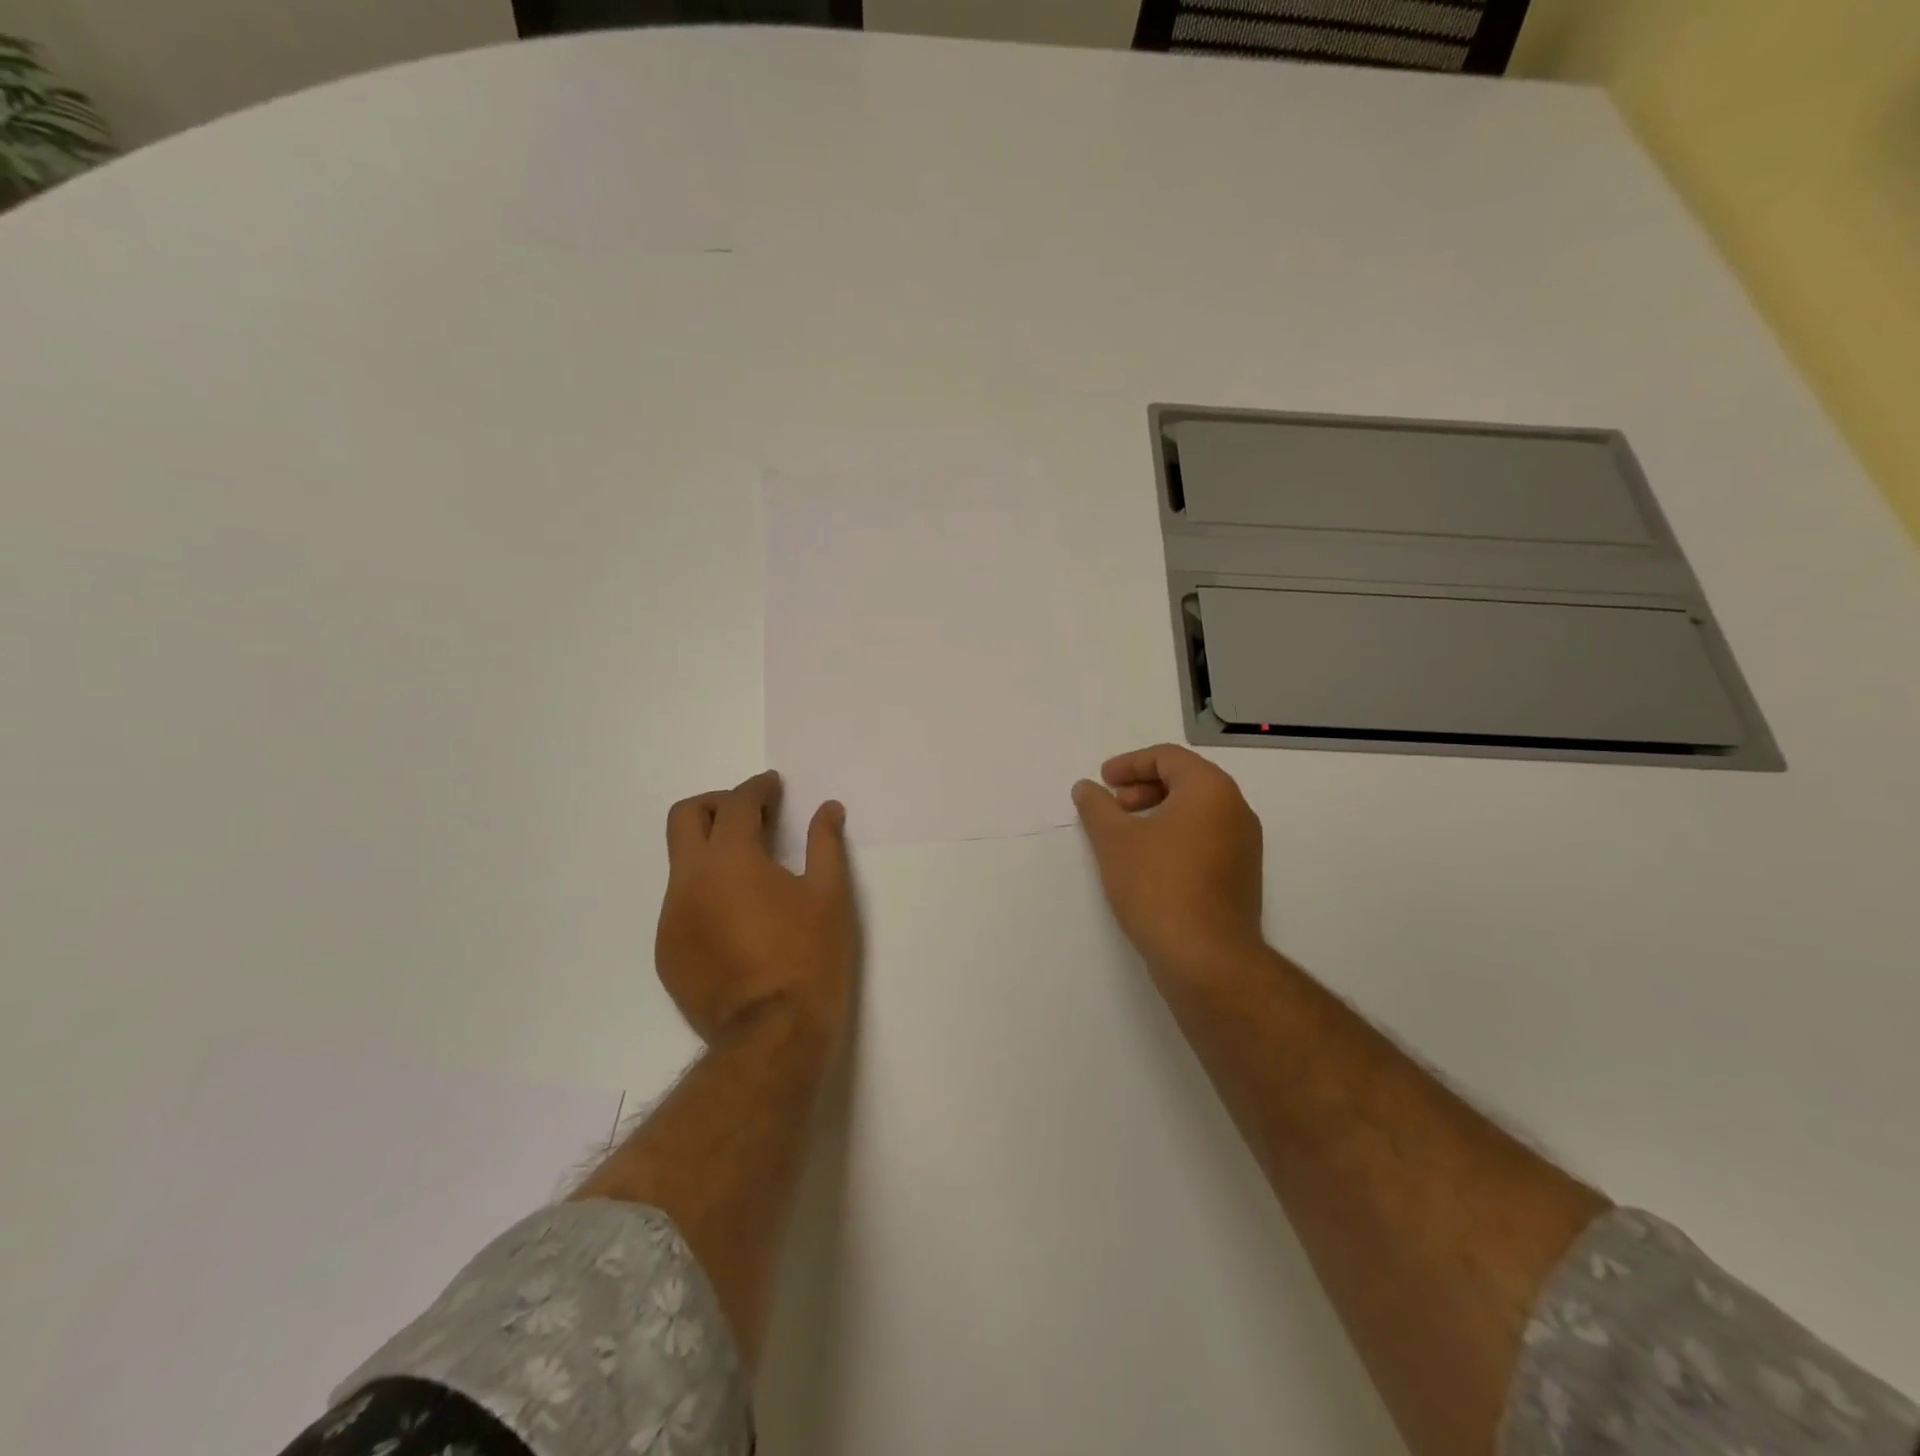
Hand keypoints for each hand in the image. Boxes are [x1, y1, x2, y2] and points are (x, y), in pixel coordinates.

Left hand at [658, 771, 857, 1049]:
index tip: (774, 787)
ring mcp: (672, 918)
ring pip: (682, 863)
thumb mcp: (829, 894)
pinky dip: (706, 892)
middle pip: (686, 817)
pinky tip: (738, 916)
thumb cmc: (808, 957)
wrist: (771, 1036)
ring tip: (752, 871)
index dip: (758, 788)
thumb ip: (825, 843)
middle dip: (718, 804)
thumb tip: (828, 809)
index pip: (736, 803)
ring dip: (712, 851)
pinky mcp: (667, 951)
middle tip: (753, 815)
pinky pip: (682, 903)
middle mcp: (689, 880)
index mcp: (729, 859)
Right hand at [1072, 744, 1264, 980]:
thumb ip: (1096, 806)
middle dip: (1144, 786)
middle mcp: (1236, 810)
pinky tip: (1148, 862)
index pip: (1168, 757)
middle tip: (1113, 805)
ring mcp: (1244, 845)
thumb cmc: (1158, 886)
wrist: (1206, 958)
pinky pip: (1206, 838)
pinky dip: (1175, 836)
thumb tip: (1086, 788)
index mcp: (1211, 790)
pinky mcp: (1241, 875)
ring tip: (1125, 834)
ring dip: (1158, 812)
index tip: (1103, 781)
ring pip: (1197, 811)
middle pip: (1186, 780)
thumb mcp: (1114, 840)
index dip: (1130, 763)